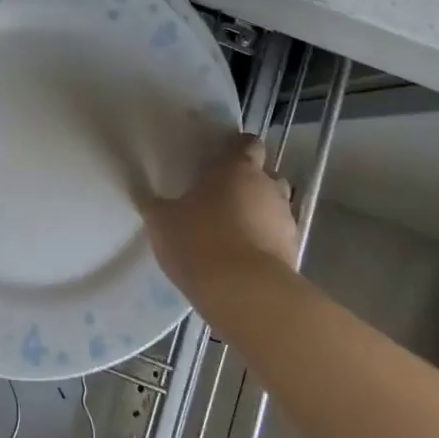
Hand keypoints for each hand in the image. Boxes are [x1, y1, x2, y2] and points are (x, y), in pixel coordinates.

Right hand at [144, 133, 298, 302]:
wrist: (245, 294)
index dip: (236, 148)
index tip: (219, 160)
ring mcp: (285, 220)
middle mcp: (268, 187)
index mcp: (237, 168)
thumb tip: (145, 195)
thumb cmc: (200, 242)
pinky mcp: (293, 252)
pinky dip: (266, 242)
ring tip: (234, 230)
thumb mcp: (162, 222)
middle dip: (249, 182)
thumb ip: (156, 205)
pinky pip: (278, 237)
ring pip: (275, 206)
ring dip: (260, 213)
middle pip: (266, 174)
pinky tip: (244, 258)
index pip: (247, 143)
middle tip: (223, 197)